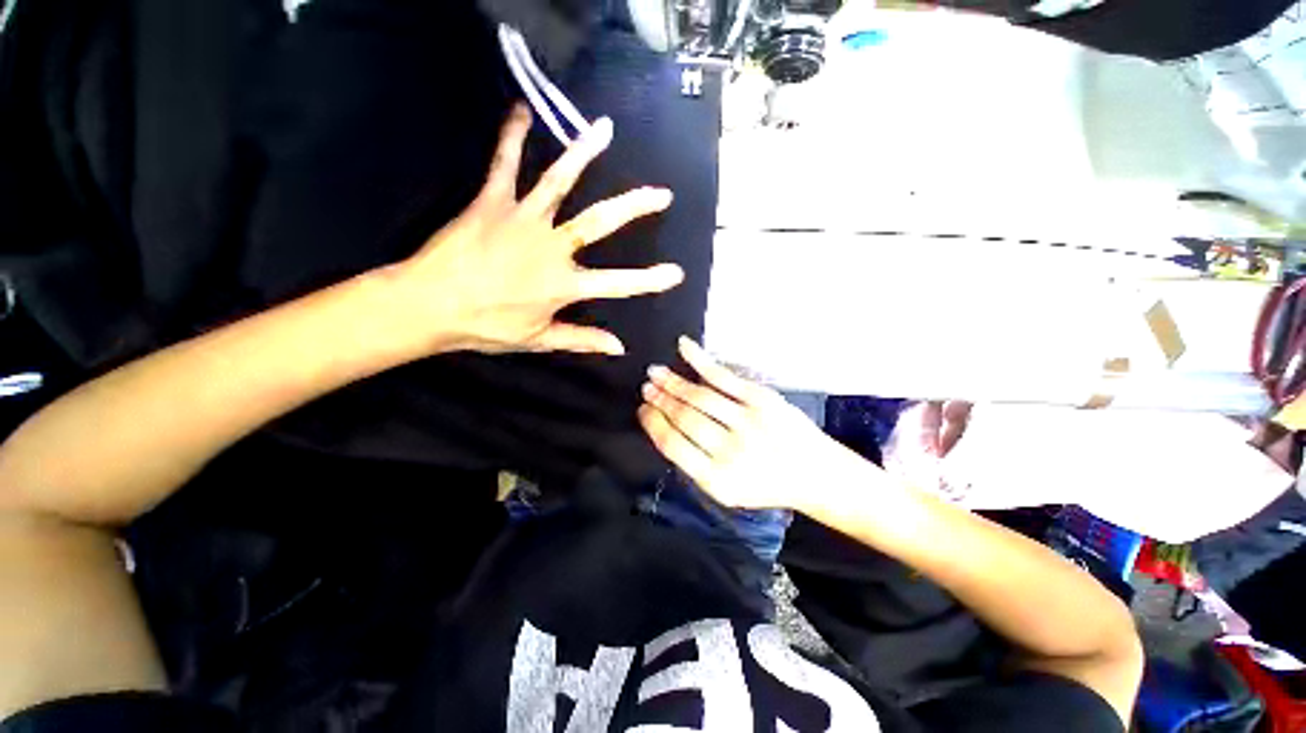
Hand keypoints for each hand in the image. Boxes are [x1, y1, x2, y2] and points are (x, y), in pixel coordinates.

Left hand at [394, 104, 684, 355]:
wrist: (428, 305)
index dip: (650, 280)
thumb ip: (582, 340)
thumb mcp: (539, 340)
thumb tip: (620, 347)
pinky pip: (504, 164)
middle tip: (662, 194)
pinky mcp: (492, 203)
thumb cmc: (486, 326)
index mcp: (564, 285)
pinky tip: (521, 111)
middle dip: (634, 208)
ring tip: (605, 130)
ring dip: (583, 153)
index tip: (677, 273)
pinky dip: (512, 137)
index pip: (618, 284)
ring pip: (559, 182)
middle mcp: (551, 247)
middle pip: (600, 223)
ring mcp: (523, 220)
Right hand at [638, 337, 847, 511]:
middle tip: (646, 388)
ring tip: (655, 373)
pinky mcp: (762, 399)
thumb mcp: (726, 490)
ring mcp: (748, 422)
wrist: (815, 474)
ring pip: (699, 396)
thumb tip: (665, 428)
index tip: (641, 410)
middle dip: (659, 400)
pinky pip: (723, 376)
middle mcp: (730, 451)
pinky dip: (700, 360)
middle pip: (684, 417)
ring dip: (672, 382)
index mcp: (716, 480)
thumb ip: (695, 465)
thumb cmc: (766, 483)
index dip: (652, 423)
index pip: (672, 445)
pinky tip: (683, 347)